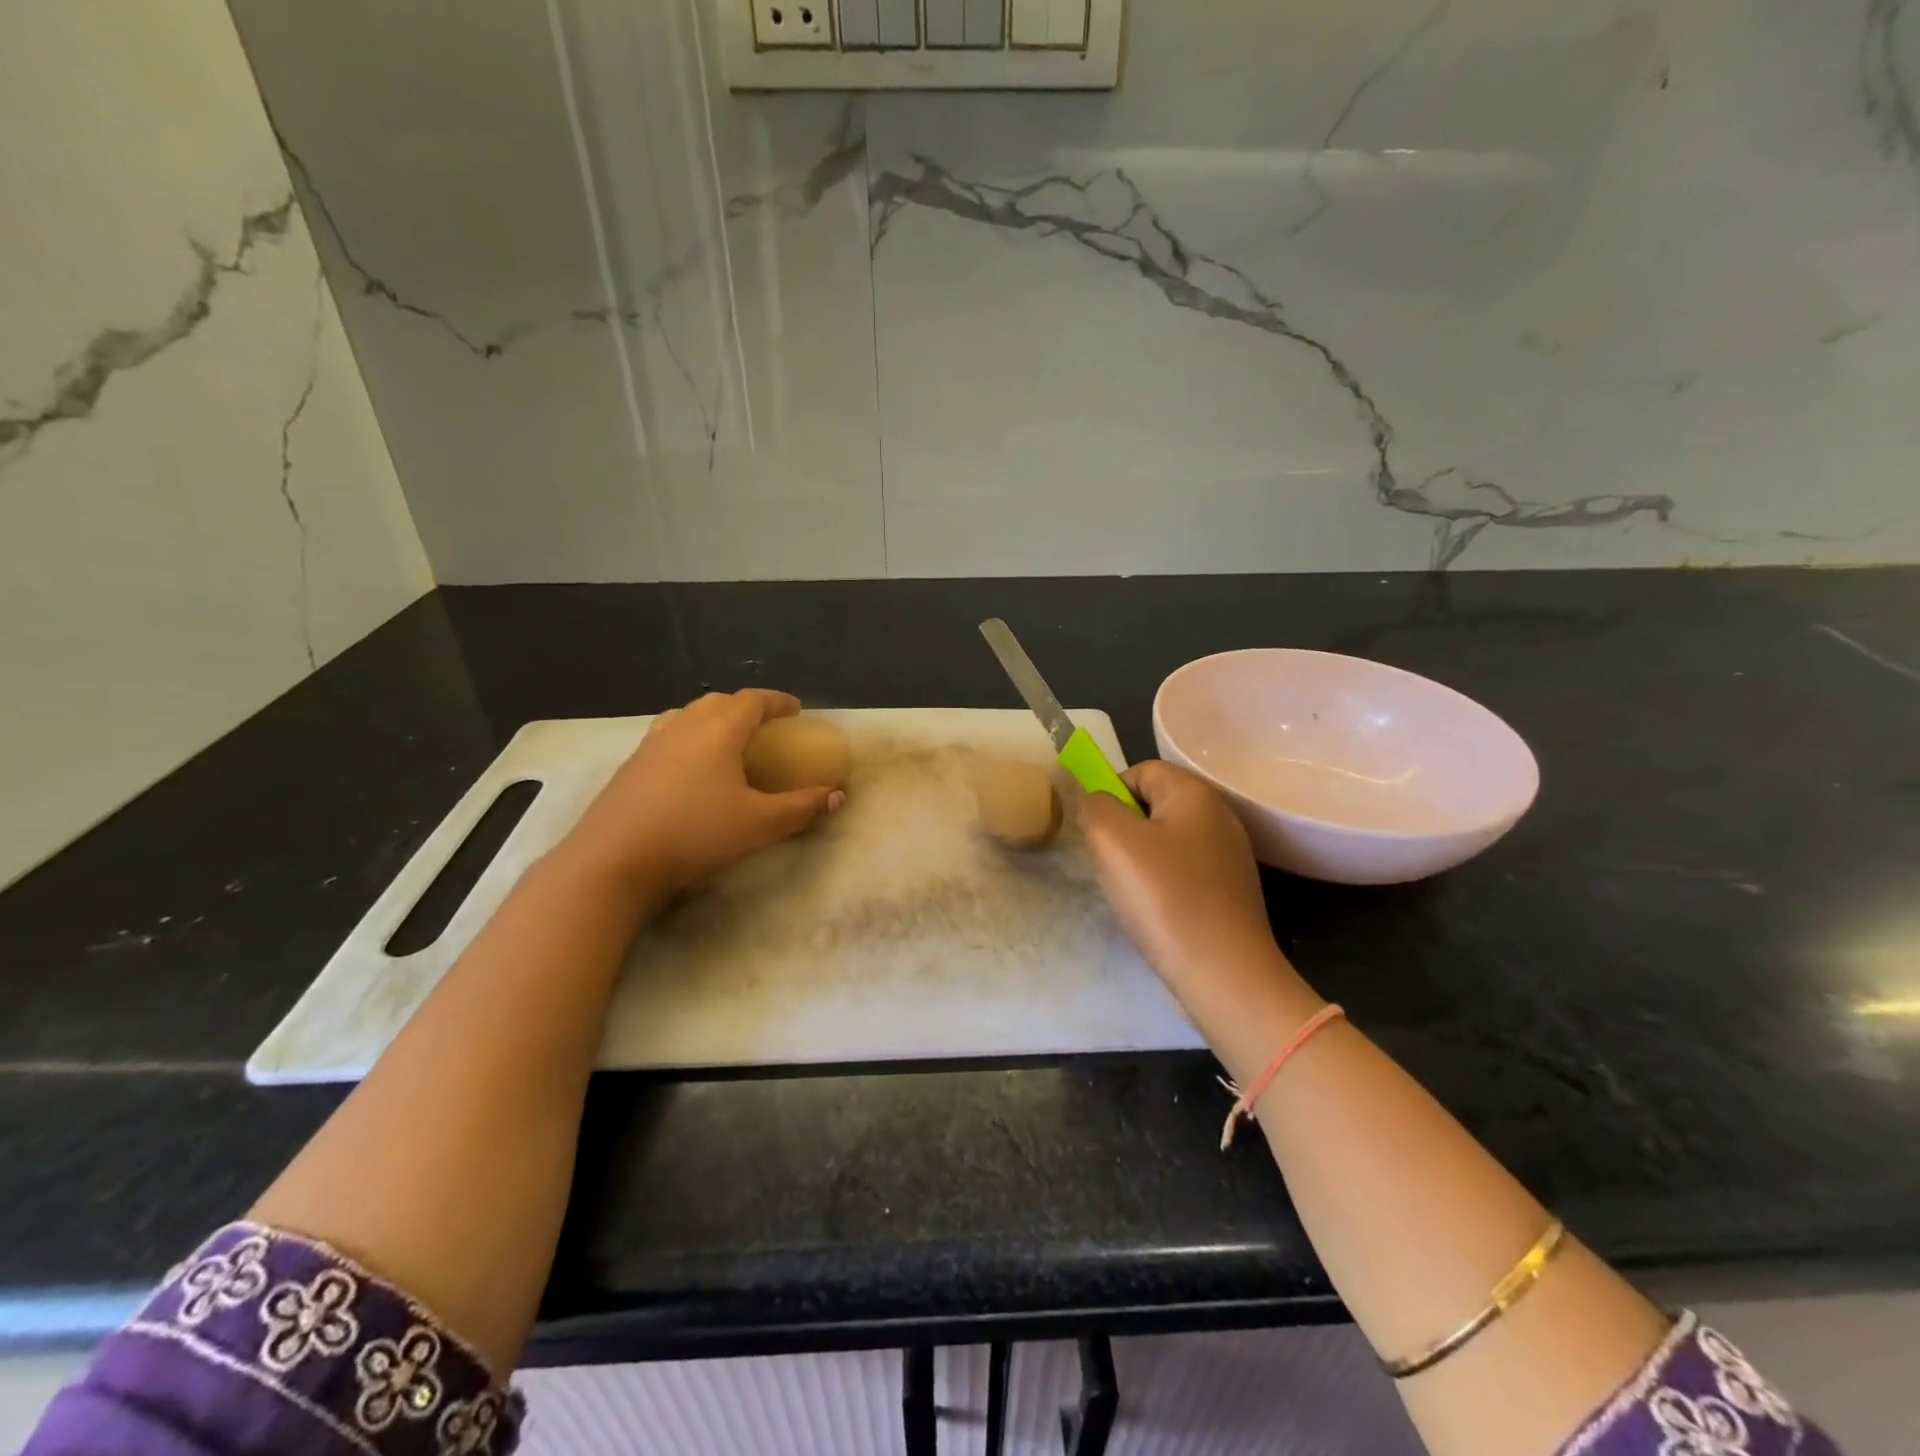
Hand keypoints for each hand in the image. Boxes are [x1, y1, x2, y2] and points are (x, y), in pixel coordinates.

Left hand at [559, 690, 842, 902]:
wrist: (614, 860)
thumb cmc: (696, 833)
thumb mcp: (760, 825)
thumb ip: (802, 807)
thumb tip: (838, 796)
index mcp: (718, 729)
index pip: (752, 700)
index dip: (777, 701)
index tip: (796, 710)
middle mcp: (683, 726)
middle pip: (718, 702)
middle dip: (745, 708)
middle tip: (765, 727)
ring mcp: (651, 744)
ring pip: (687, 716)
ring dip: (713, 720)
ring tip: (726, 742)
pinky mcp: (630, 766)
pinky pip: (667, 737)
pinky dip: (687, 739)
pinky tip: (689, 769)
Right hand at [1077, 761, 1320, 1067]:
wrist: (1224, 974)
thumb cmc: (1166, 898)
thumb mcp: (1112, 840)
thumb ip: (1092, 805)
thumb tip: (1090, 798)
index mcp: (1196, 794)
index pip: (1141, 770)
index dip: (1110, 792)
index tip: (1094, 830)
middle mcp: (1219, 817)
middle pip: (1154, 804)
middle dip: (1122, 827)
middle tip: (1107, 861)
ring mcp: (1228, 857)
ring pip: (1165, 840)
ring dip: (1138, 858)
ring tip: (1128, 890)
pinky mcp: (1229, 892)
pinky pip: (1182, 871)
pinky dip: (1161, 883)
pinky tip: (1153, 910)